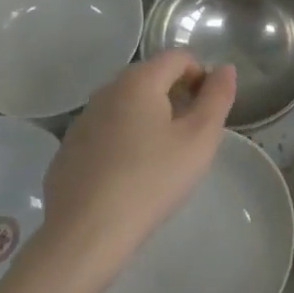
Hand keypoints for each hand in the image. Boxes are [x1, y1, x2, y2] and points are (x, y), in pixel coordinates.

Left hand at [39, 53, 236, 287]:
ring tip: (161, 159)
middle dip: (176, 97)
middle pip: (152, 78)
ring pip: (127, 105)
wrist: (84, 235)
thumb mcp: (199, 140)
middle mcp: (107, 89)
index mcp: (139, 80)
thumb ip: (218, 98)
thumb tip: (224, 69)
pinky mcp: (68, 149)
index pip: (178, 57)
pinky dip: (123, 141)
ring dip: (149, 119)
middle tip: (189, 137)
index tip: (208, 111)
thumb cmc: (150, 180)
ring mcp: (83, 119)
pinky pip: (106, 131)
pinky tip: (129, 177)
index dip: (201, 76)